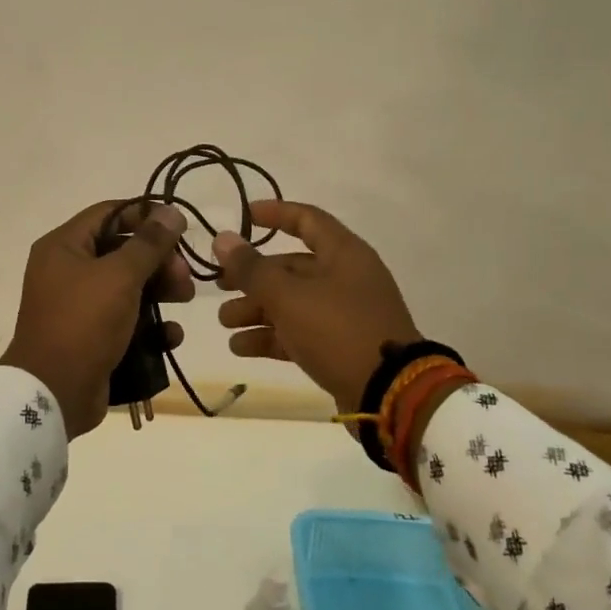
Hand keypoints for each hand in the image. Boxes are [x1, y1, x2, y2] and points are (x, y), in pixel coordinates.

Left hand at [0, 201, 193, 437]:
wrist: (53, 392)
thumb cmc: (84, 322)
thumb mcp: (120, 276)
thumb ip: (149, 243)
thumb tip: (171, 212)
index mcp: (63, 246)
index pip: (109, 213)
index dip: (145, 214)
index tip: (179, 226)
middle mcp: (67, 270)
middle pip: (122, 251)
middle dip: (158, 260)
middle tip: (185, 275)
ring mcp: (77, 306)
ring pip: (127, 286)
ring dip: (160, 291)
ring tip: (185, 300)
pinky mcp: (90, 337)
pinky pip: (125, 321)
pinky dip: (149, 325)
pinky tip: (170, 336)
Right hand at [214, 201, 419, 415]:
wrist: (391, 395)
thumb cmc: (338, 331)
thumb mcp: (288, 296)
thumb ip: (252, 268)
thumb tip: (222, 239)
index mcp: (344, 254)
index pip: (307, 220)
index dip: (275, 214)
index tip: (243, 216)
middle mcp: (346, 278)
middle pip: (291, 267)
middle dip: (252, 277)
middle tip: (219, 286)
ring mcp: (344, 315)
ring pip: (291, 302)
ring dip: (256, 309)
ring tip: (225, 322)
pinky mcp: (340, 347)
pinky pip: (299, 333)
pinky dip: (271, 336)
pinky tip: (240, 347)